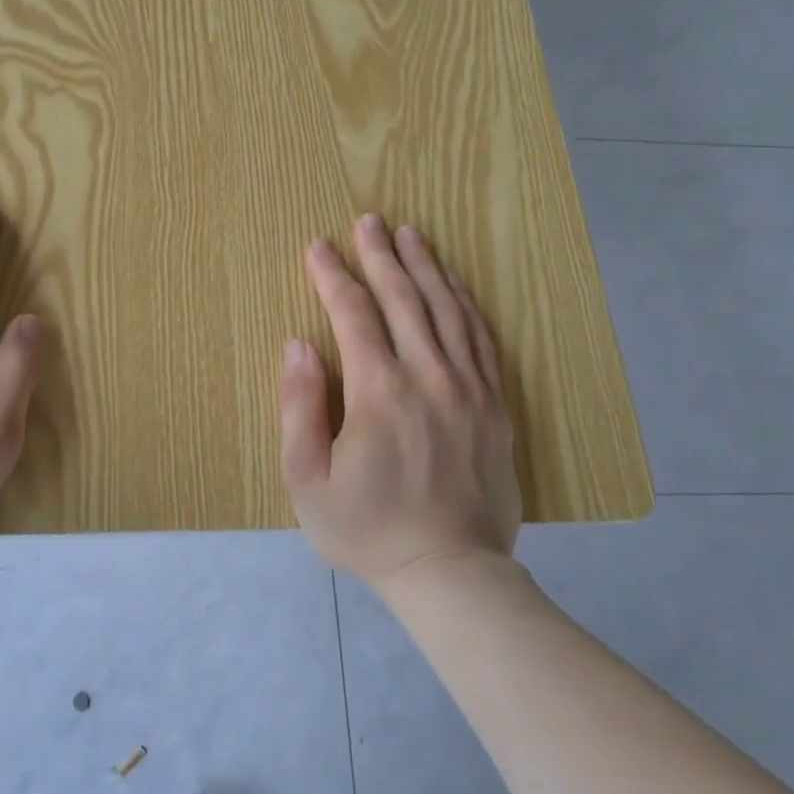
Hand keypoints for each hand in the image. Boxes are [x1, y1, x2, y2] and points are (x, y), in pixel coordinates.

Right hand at [278, 214, 520, 589]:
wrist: (451, 573)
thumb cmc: (366, 528)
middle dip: (381, 256)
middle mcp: (428, 377)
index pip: (353, 315)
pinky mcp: (494, 405)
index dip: (332, 276)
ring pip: (446, 310)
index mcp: (379, 392)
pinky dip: (464, 303)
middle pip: (403, 299)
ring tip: (411, 234)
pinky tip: (453, 285)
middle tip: (368, 220)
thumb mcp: (307, 478)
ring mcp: (469, 389)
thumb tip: (299, 344)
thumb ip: (299, 406)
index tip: (318, 246)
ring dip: (426, 267)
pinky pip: (480, 338)